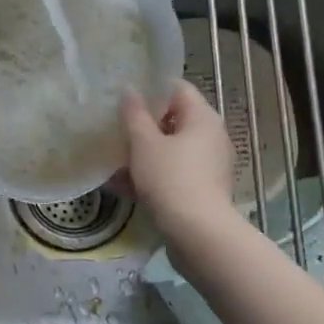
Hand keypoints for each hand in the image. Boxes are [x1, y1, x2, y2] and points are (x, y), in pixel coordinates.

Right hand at [120, 81, 235, 234]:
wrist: (198, 235)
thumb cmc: (171, 178)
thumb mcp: (144, 143)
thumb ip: (135, 114)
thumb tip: (130, 91)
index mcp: (203, 118)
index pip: (178, 88)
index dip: (151, 88)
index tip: (125, 97)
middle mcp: (211, 137)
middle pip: (174, 120)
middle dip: (143, 124)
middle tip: (115, 126)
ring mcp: (209, 166)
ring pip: (171, 150)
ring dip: (143, 153)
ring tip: (112, 158)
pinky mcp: (202, 190)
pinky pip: (173, 173)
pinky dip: (151, 175)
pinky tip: (120, 185)